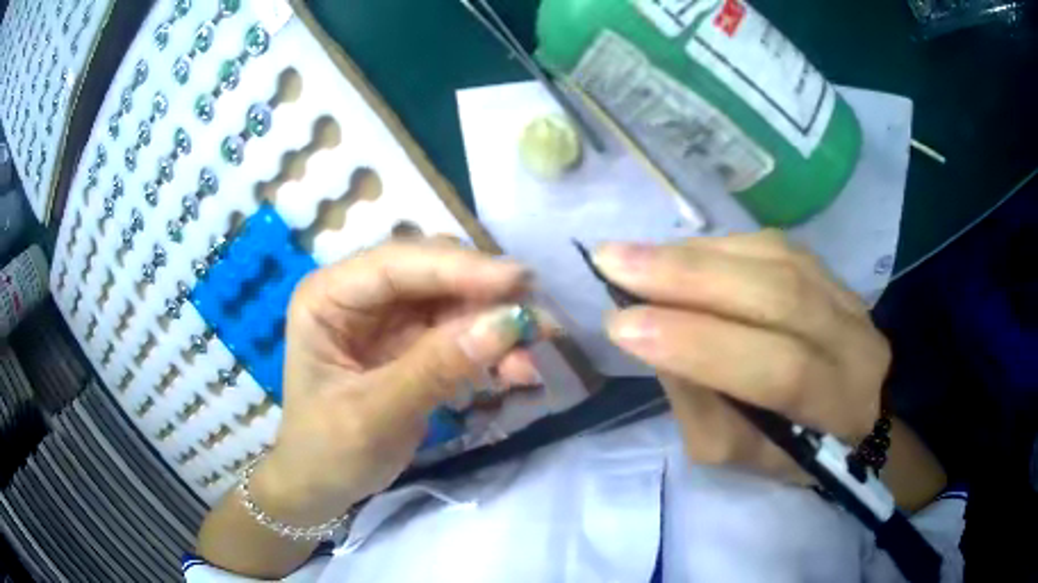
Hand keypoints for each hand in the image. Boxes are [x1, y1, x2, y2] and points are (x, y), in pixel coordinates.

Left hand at [253, 239, 553, 524]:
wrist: (322, 486)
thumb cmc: (328, 451)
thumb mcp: (375, 415)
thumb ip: (437, 368)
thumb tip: (508, 324)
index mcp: (328, 297)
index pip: (396, 264)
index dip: (457, 267)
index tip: (517, 281)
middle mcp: (359, 295)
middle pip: (431, 274)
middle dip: (484, 296)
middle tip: (537, 319)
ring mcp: (388, 318)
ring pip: (454, 301)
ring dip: (496, 324)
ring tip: (535, 352)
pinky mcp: (412, 343)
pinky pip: (461, 333)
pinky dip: (491, 349)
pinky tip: (517, 370)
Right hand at [594, 231, 890, 481]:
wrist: (855, 408)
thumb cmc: (793, 447)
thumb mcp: (739, 454)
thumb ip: (699, 404)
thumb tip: (655, 336)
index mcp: (839, 406)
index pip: (779, 369)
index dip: (701, 343)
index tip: (622, 326)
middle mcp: (854, 340)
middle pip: (779, 295)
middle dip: (688, 277)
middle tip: (613, 261)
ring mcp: (845, 294)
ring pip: (773, 258)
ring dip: (695, 254)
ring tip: (635, 256)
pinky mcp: (828, 268)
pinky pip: (770, 244)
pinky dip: (717, 246)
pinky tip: (678, 253)